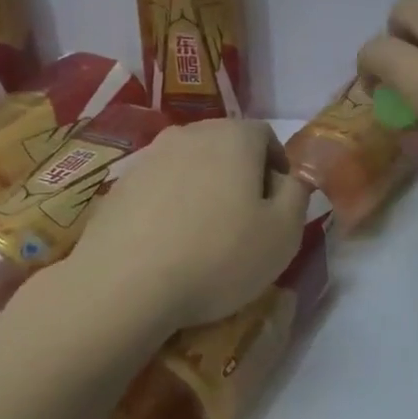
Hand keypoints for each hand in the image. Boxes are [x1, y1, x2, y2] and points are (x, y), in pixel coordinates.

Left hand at [56, 119, 309, 331]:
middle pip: (227, 146)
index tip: (278, 206)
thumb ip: (298, 195)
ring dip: (205, 190)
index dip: (278, 168)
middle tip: (247, 221)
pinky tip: (171, 243)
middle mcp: (190, 133)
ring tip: (206, 235)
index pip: (266, 135)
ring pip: (191, 166)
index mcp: (234, 137)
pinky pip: (160, 188)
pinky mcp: (119, 185)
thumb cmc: (219, 256)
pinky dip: (173, 205)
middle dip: (242, 176)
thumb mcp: (283, 232)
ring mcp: (149, 157)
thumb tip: (291, 179)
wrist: (124, 284)